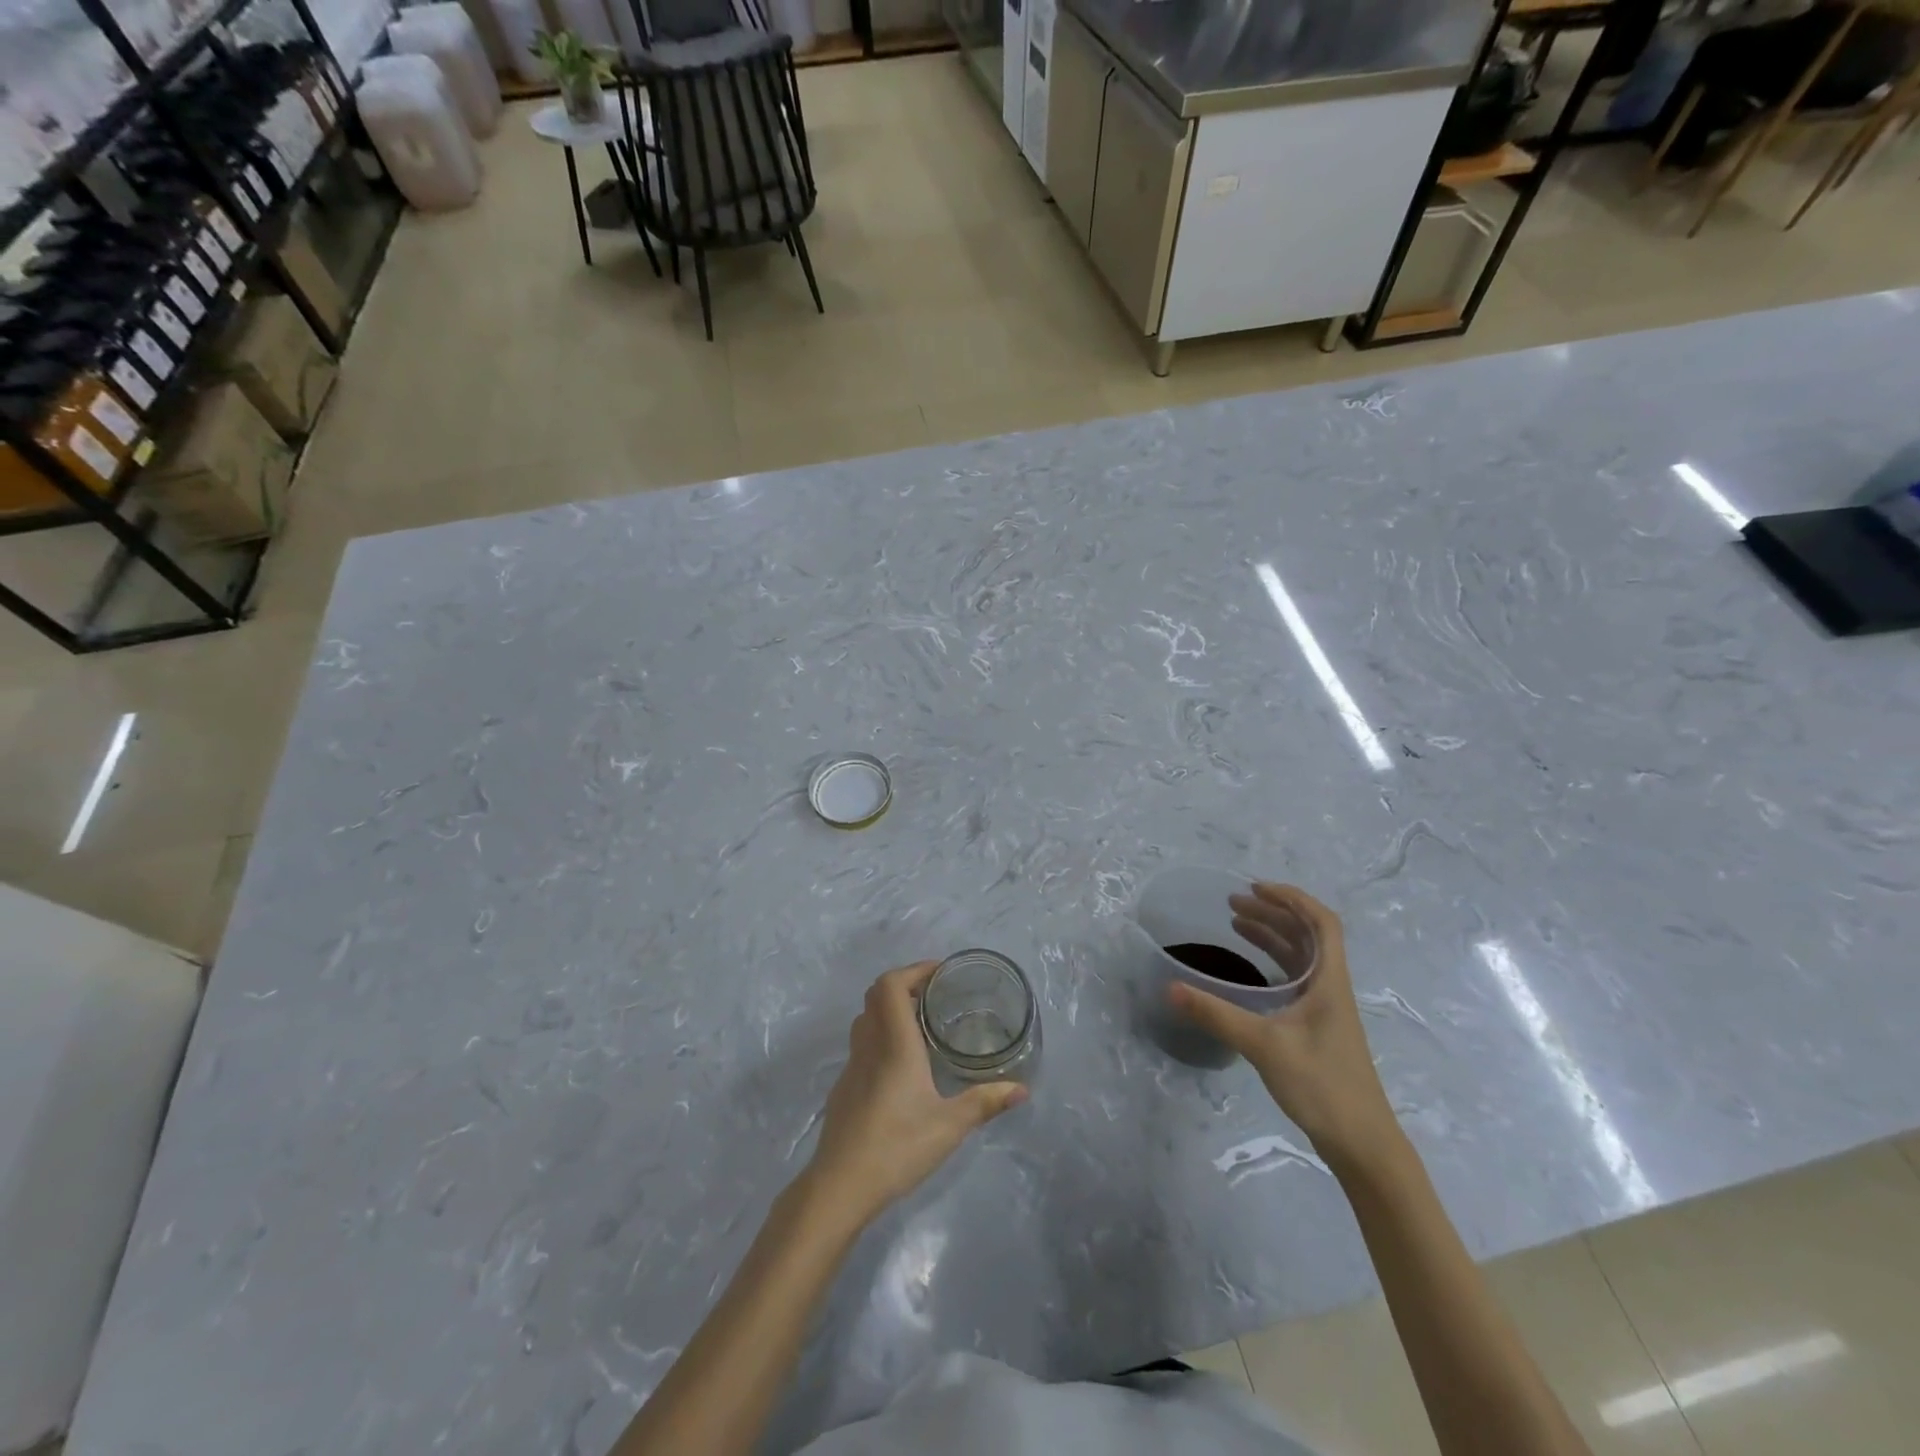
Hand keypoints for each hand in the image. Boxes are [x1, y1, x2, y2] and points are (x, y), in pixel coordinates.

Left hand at [802, 962, 1026, 1230]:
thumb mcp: (949, 1126)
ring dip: (890, 1009)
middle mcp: (869, 1045)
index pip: (891, 985)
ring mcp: (852, 1066)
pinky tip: (902, 1064)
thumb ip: (985, 1103)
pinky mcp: (844, 1087)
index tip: (940, 973)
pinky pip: (861, 1044)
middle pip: (876, 995)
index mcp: (894, 1044)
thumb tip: (1022, 1089)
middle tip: (935, 994)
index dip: (913, 970)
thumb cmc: (896, 1147)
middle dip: (904, 984)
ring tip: (921, 1023)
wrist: (839, 1186)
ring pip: (866, 1019)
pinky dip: (880, 1034)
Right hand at [1170, 884, 1397, 1165]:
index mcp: (1330, 981)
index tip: (1256, 887)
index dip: (1292, 898)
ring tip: (1237, 924)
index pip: (1322, 922)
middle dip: (1273, 913)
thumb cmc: (1321, 1085)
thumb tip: (1170, 988)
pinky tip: (1251, 970)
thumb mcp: (1263, 1045)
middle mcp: (1331, 988)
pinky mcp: (1319, 1028)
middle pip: (1308, 935)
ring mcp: (1327, 1009)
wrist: (1362, 1144)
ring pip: (1302, 957)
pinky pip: (1296, 979)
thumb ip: (1216, 1015)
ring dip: (1273, 936)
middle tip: (1233, 904)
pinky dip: (1274, 963)